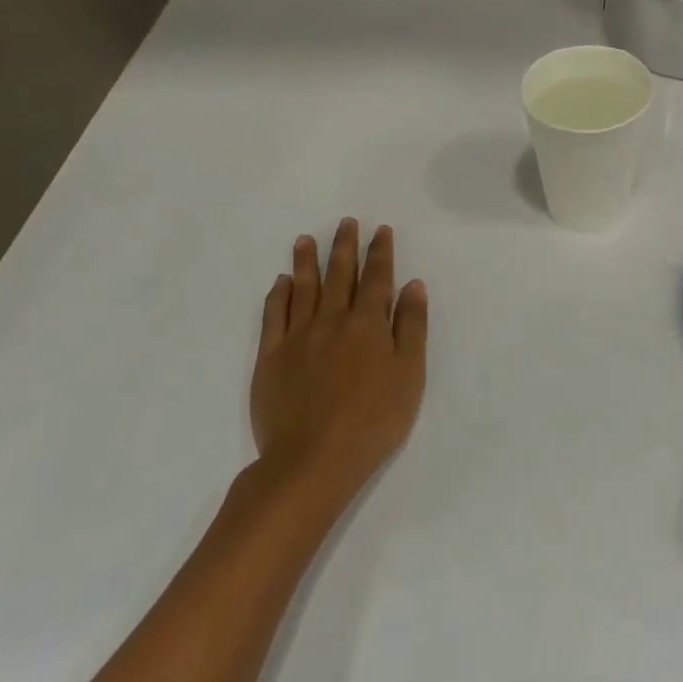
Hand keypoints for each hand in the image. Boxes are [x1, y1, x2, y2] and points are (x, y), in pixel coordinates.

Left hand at [248, 219, 428, 516]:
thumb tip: (412, 285)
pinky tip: (282, 282)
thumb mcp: (409, 374)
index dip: (380, 252)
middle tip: (346, 222)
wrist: (313, 459)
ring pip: (303, 289)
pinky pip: (274, 316)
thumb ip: (411, 327)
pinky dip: (279, 295)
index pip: (377, 279)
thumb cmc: (373, 419)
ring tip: (306, 240)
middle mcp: (332, 321)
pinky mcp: (270, 358)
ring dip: (306, 261)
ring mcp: (297, 337)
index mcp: (368, 324)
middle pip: (339, 275)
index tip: (380, 230)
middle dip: (345, 247)